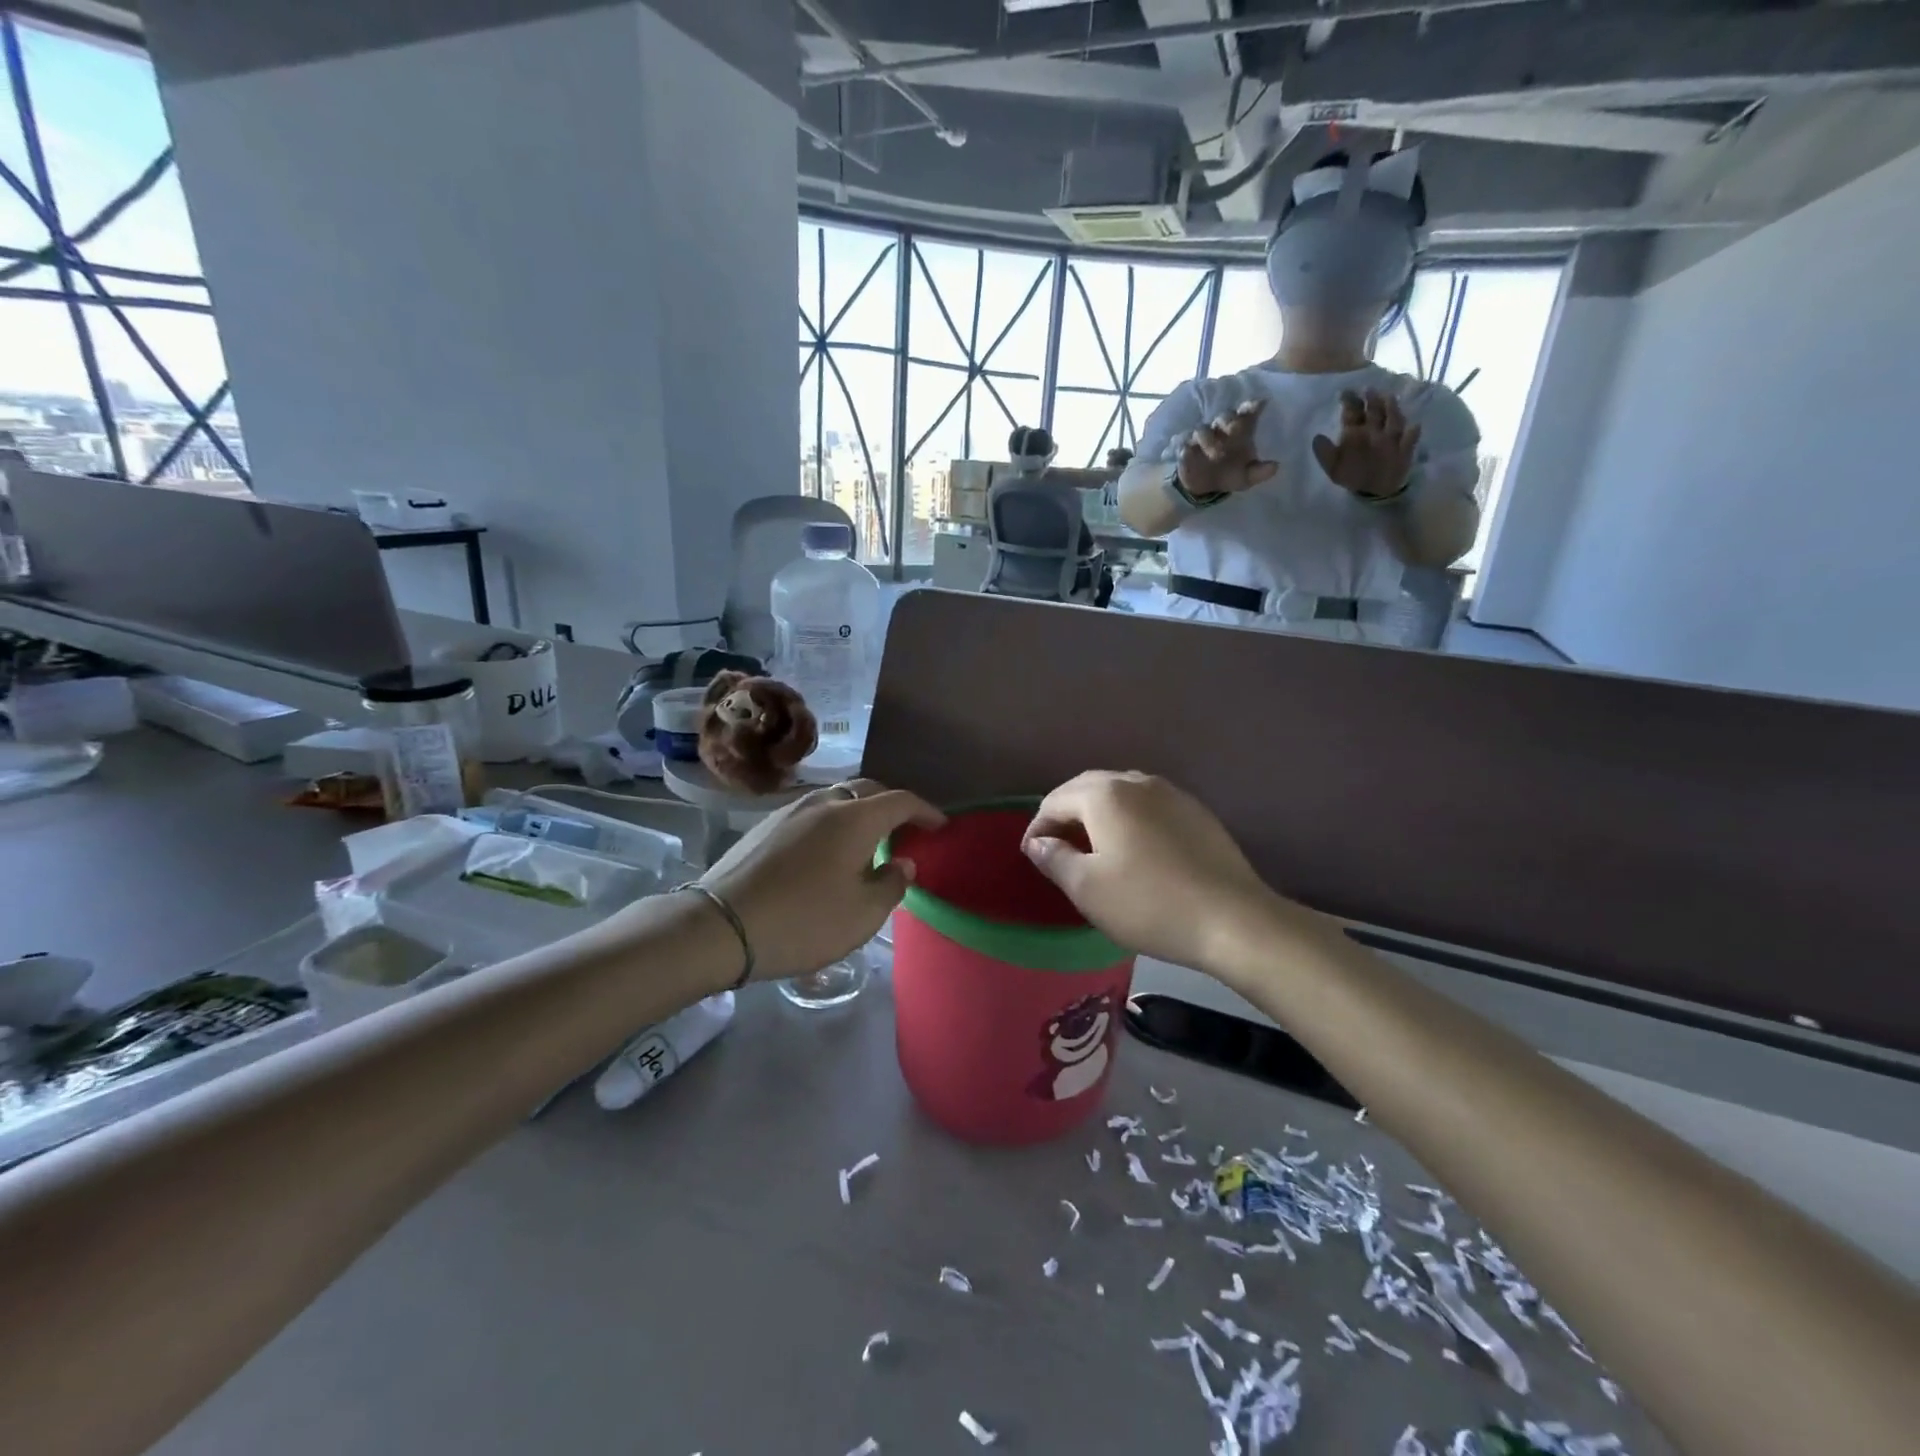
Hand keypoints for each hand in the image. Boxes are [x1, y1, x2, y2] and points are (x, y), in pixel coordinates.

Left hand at [700, 780, 944, 980]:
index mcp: (855, 818)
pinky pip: (812, 813)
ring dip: (859, 812)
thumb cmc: (804, 921)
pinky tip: (827, 851)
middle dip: (891, 805)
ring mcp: (790, 810)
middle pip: (867, 790)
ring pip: (836, 798)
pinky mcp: (765, 825)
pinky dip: (832, 822)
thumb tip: (902, 863)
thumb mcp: (863, 914)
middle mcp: (824, 803)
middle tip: (904, 829)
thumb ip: (892, 884)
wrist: (721, 926)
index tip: (940, 825)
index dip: (925, 811)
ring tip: (866, 840)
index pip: (901, 801)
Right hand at [1020, 771, 1283, 974]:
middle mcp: (1137, 782)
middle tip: (1056, 846)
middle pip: (1088, 788)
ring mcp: (1172, 794)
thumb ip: (1055, 859)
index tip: (1032, 856)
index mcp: (1105, 795)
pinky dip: (1129, 819)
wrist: (1233, 919)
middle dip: (1066, 813)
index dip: (1037, 826)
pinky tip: (1134, 848)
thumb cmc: (1148, 904)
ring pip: (1121, 793)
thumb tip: (1038, 843)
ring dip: (1098, 814)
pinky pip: (1149, 805)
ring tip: (1092, 845)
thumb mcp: (1088, 888)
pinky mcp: (1196, 812)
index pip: (1056, 800)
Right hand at [1178, 400, 1276, 498]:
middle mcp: (1221, 430)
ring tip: (1216, 453)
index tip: (1258, 405)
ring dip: (1209, 438)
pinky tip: (1189, 454)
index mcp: (1239, 432)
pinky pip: (1184, 443)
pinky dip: (1187, 447)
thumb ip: (1259, 472)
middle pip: (1224, 416)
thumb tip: (1276, 466)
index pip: (1246, 413)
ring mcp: (1202, 437)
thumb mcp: (1246, 477)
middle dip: (1229, 421)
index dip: (1251, 407)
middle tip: (1234, 430)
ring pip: (1203, 429)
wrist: (1203, 488)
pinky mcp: (1185, 447)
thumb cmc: (1228, 475)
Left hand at [1312, 390, 1421, 499]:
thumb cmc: (1351, 475)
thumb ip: (1325, 453)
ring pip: (1393, 421)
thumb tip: (1316, 437)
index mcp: (1355, 433)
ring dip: (1392, 410)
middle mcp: (1373, 431)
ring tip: (1389, 400)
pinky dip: (1412, 435)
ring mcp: (1390, 439)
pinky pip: (1409, 441)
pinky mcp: (1403, 450)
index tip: (1344, 392)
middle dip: (1372, 400)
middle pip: (1375, 411)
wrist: (1372, 490)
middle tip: (1368, 389)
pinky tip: (1414, 428)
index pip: (1352, 413)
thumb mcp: (1333, 468)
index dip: (1349, 402)